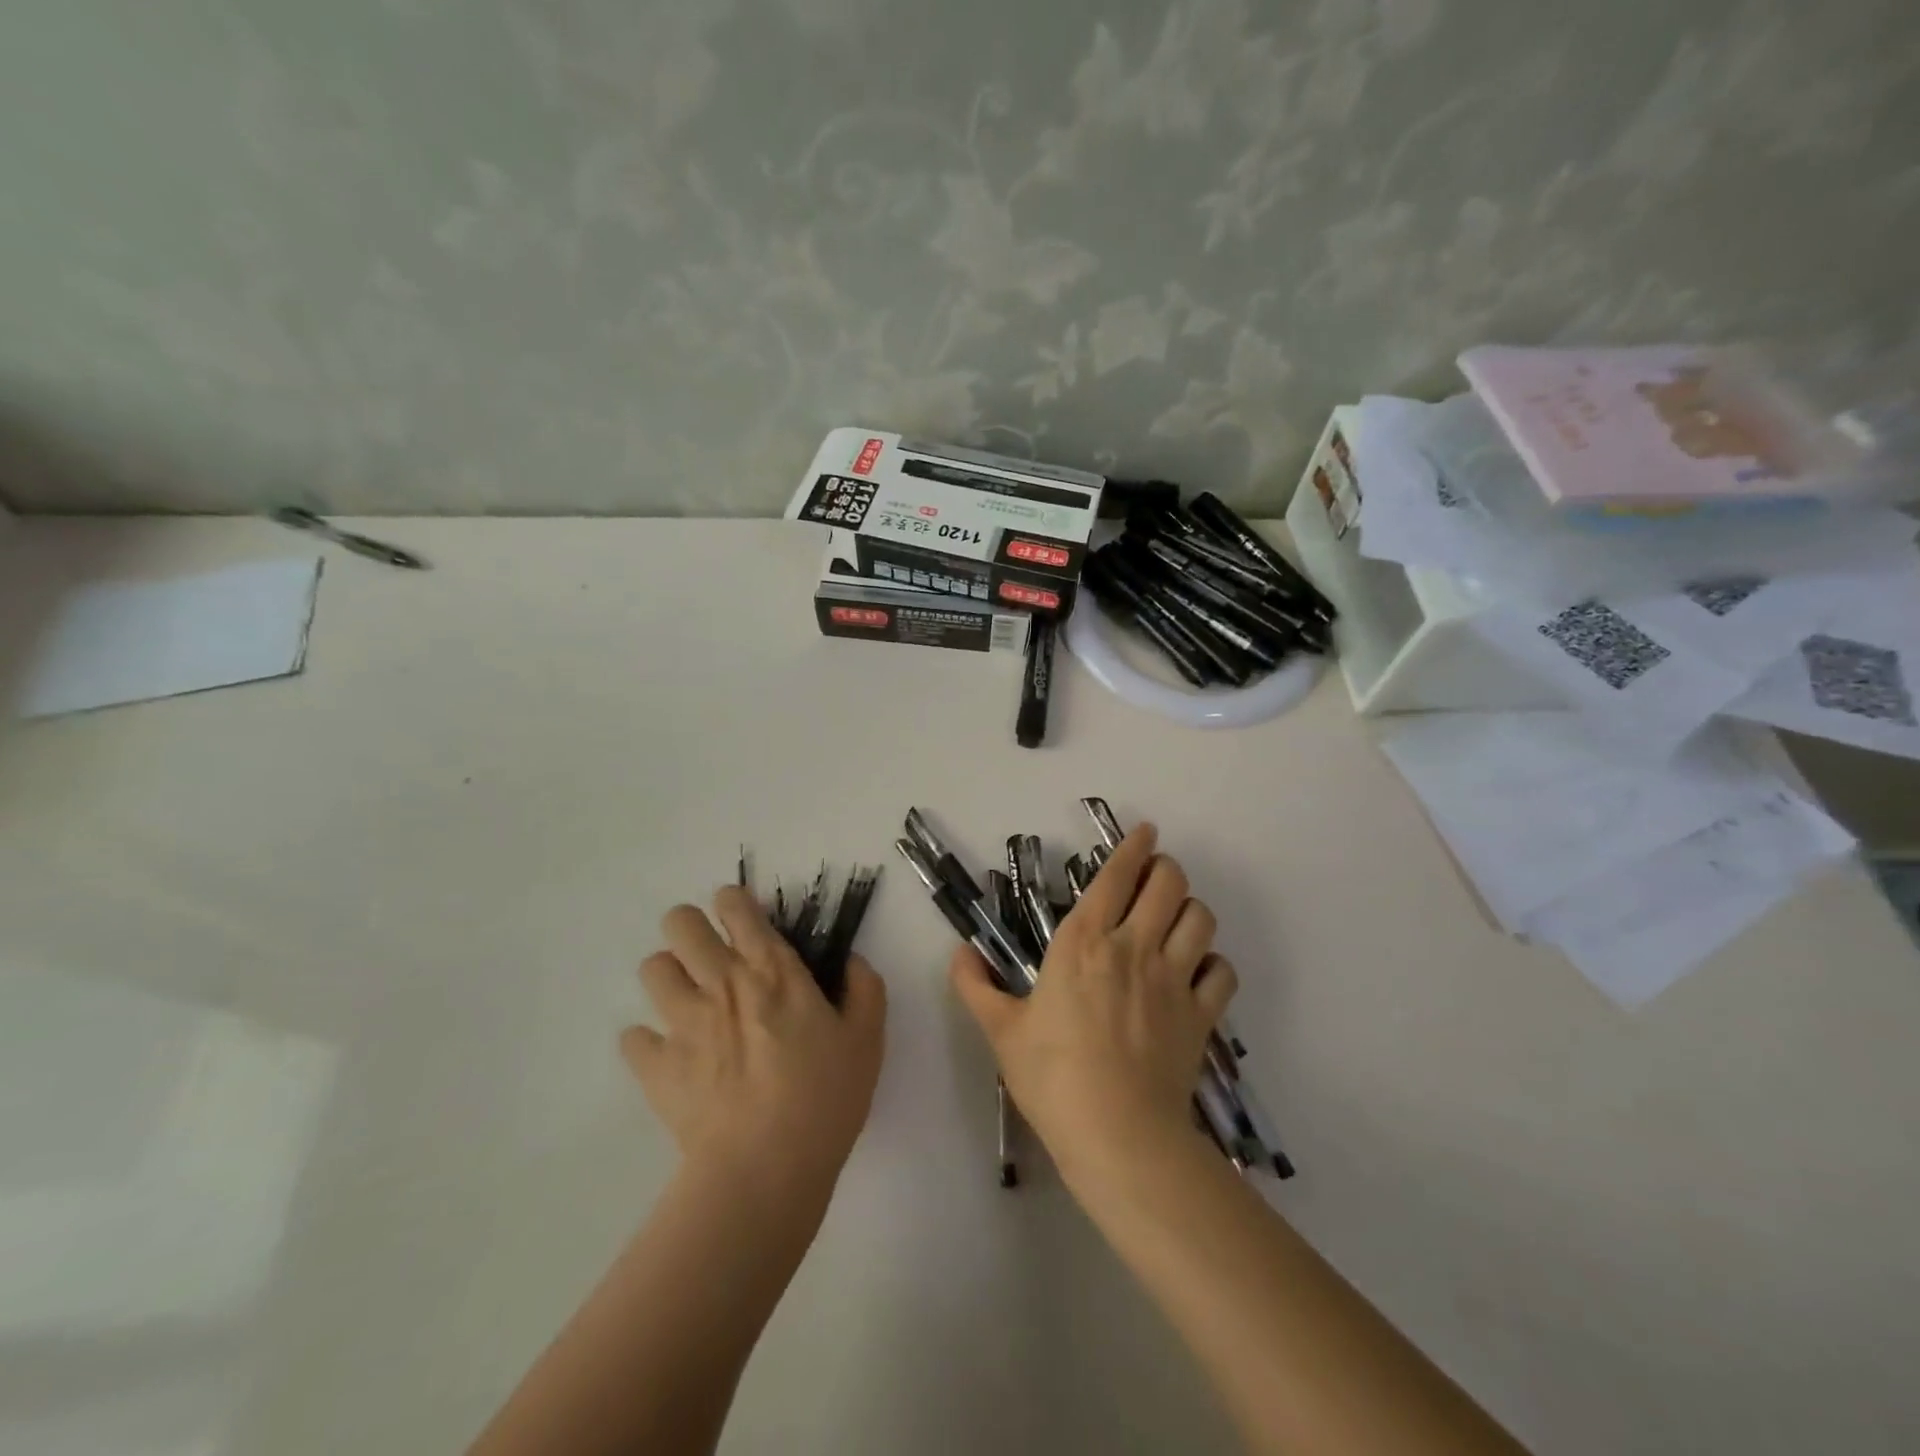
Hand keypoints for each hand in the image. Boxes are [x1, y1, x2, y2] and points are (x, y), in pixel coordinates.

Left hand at [622, 886, 886, 1197]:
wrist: (765, 1168)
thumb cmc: (825, 1097)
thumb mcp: (867, 1039)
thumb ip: (864, 989)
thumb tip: (851, 961)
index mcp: (772, 970)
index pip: (736, 906)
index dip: (733, 903)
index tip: (742, 920)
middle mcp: (722, 982)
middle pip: (680, 923)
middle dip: (691, 928)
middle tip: (709, 957)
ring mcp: (682, 1022)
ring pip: (652, 969)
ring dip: (669, 978)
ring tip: (688, 1002)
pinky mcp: (656, 1066)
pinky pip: (632, 1037)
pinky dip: (648, 1042)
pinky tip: (669, 1056)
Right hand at [949, 824, 1236, 1185]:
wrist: (1117, 1134)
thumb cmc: (1052, 1076)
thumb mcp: (1000, 1030)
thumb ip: (974, 985)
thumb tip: (959, 952)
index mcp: (1084, 942)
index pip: (1116, 876)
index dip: (1133, 847)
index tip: (1145, 831)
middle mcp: (1134, 947)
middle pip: (1169, 883)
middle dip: (1165, 868)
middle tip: (1155, 875)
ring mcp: (1173, 979)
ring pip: (1201, 918)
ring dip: (1190, 908)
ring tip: (1175, 917)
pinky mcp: (1200, 1015)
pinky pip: (1221, 971)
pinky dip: (1213, 964)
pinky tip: (1199, 972)